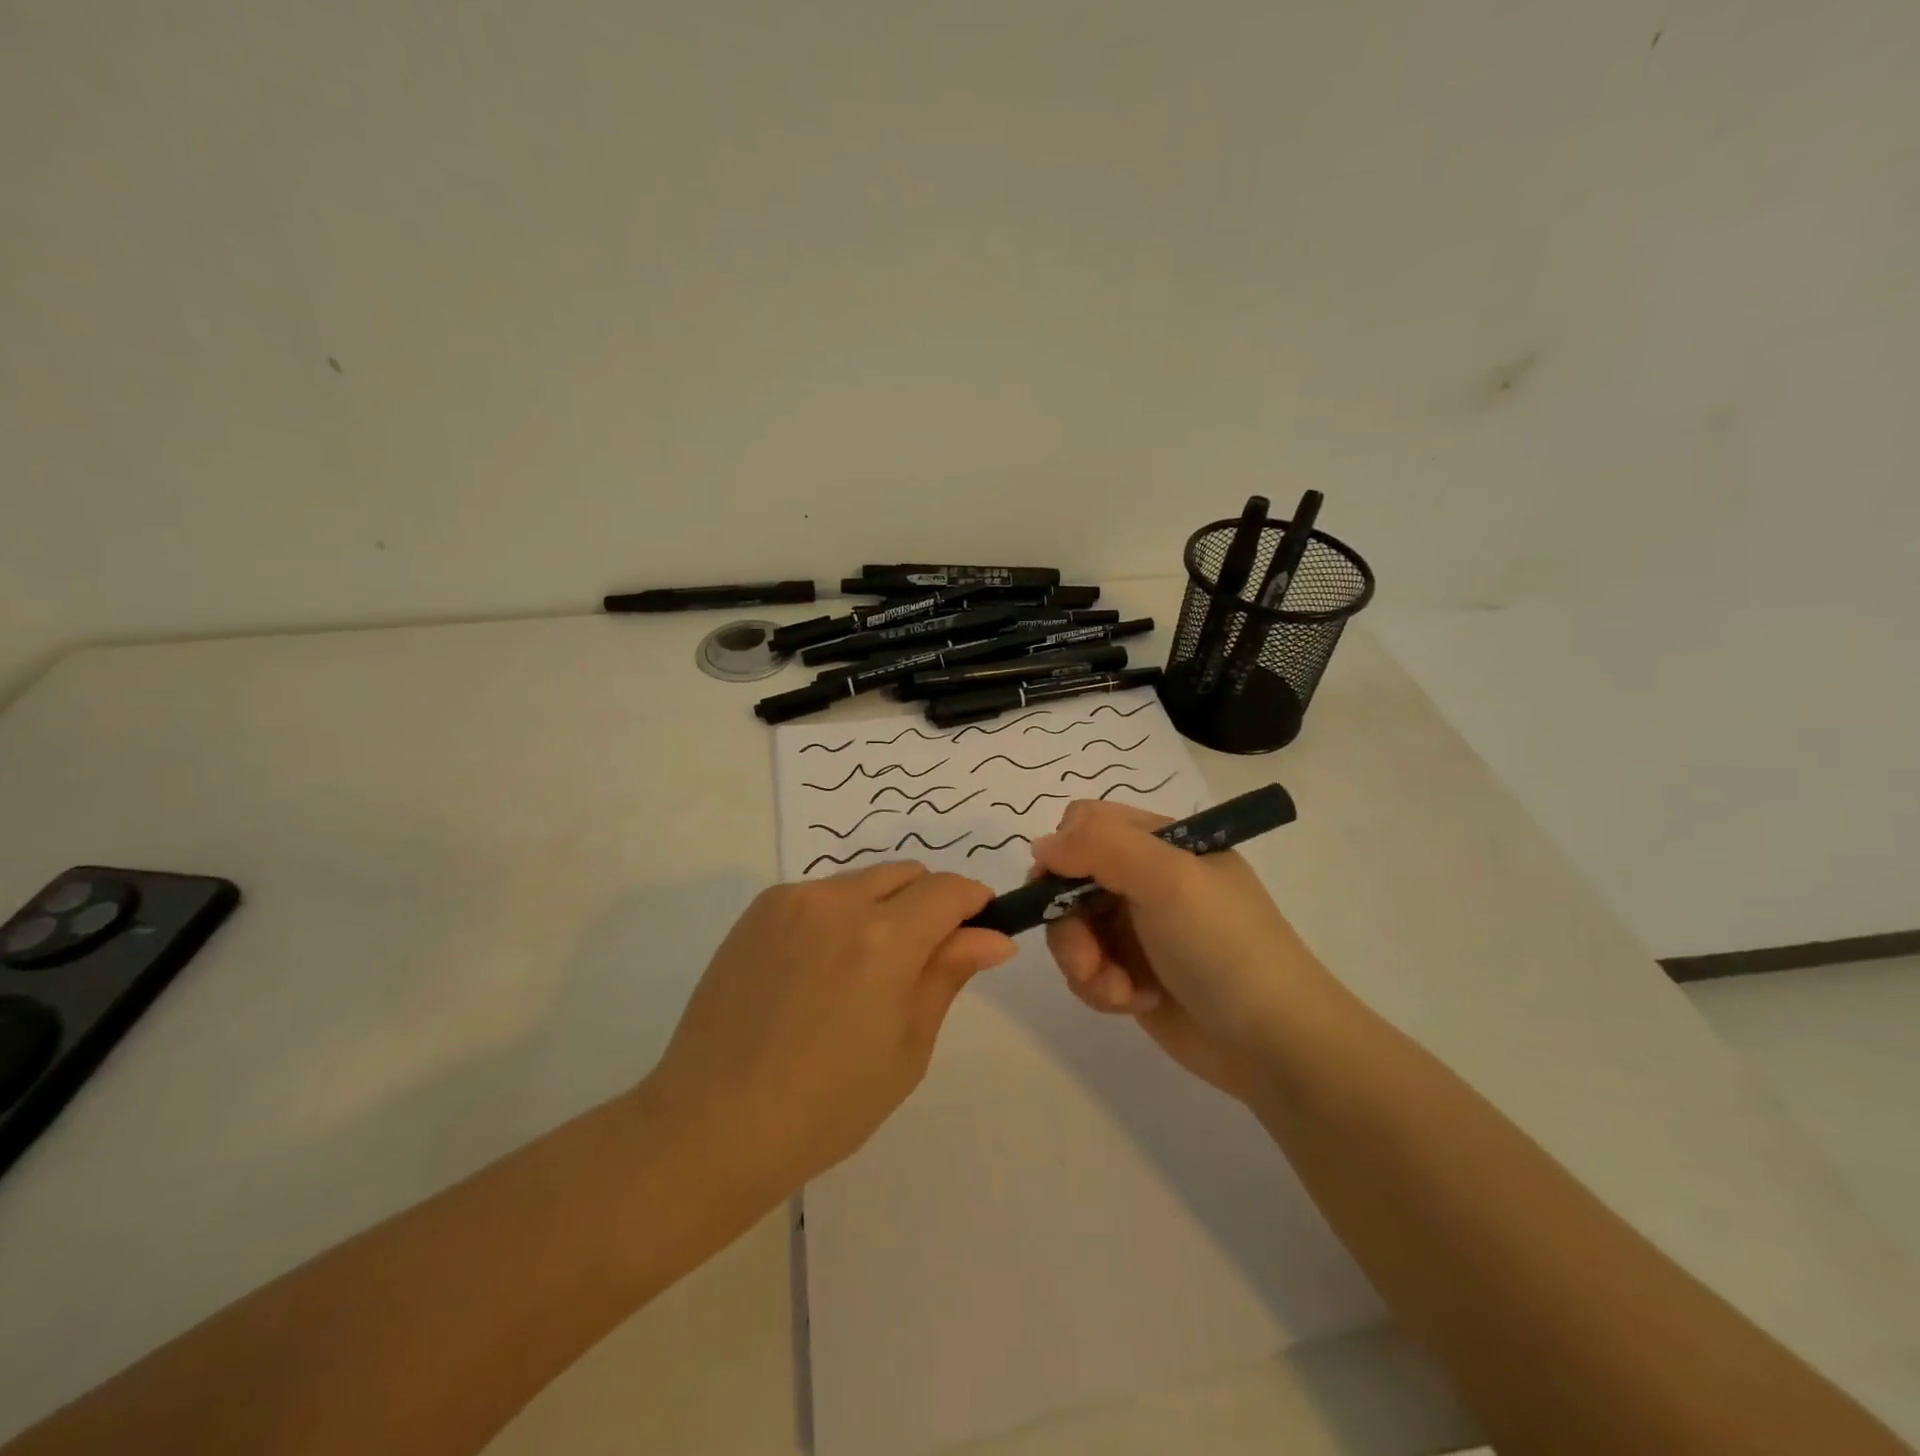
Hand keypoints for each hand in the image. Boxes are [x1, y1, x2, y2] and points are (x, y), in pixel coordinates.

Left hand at [645, 863, 1014, 1201]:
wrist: (711, 1125)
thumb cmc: (826, 1106)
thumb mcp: (907, 1047)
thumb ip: (948, 975)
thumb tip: (993, 937)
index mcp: (884, 938)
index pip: (948, 890)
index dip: (973, 903)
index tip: (978, 932)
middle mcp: (838, 901)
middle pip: (907, 874)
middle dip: (929, 904)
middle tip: (920, 963)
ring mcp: (791, 900)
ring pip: (863, 881)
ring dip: (883, 908)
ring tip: (862, 973)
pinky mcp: (758, 911)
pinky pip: (820, 895)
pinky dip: (839, 916)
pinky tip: (818, 972)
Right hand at [1033, 800, 1331, 1102]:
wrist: (1274, 1045)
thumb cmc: (1224, 947)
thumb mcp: (1169, 879)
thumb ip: (1101, 847)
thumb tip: (1042, 846)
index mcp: (1162, 842)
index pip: (1087, 823)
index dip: (1064, 852)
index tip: (1059, 889)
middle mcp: (1146, 879)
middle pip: (1069, 880)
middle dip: (1069, 922)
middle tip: (1090, 956)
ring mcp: (1138, 928)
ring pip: (1071, 928)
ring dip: (1084, 962)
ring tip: (1119, 990)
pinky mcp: (1132, 973)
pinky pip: (1086, 968)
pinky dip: (1100, 988)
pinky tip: (1134, 1003)